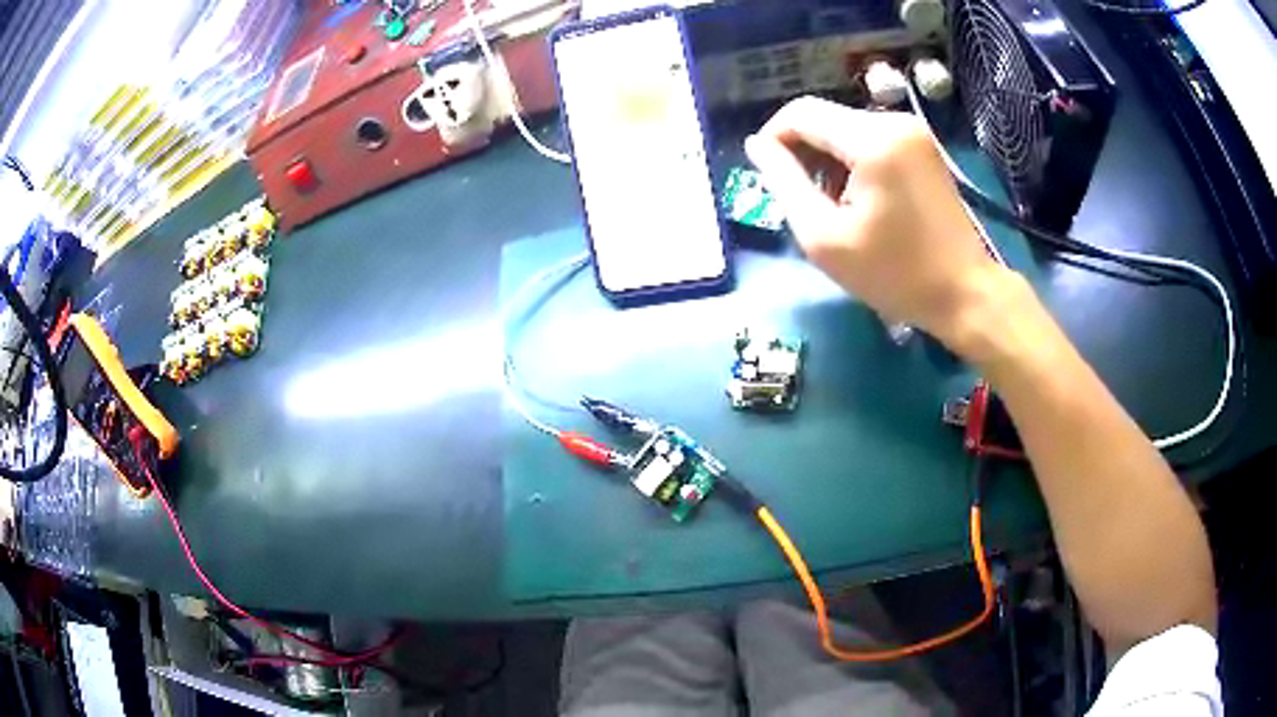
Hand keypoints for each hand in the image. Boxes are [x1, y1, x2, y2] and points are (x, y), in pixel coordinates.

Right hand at [745, 97, 1007, 350]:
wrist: (964, 292)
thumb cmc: (894, 273)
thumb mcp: (824, 237)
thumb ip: (784, 183)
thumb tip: (757, 145)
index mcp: (872, 140)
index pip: (801, 112)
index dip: (773, 138)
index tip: (768, 176)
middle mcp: (894, 122)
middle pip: (825, 118)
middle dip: (804, 153)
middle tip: (804, 201)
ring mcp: (913, 131)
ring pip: (845, 129)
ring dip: (828, 160)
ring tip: (834, 207)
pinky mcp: (922, 145)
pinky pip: (870, 139)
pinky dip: (853, 162)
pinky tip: (860, 199)